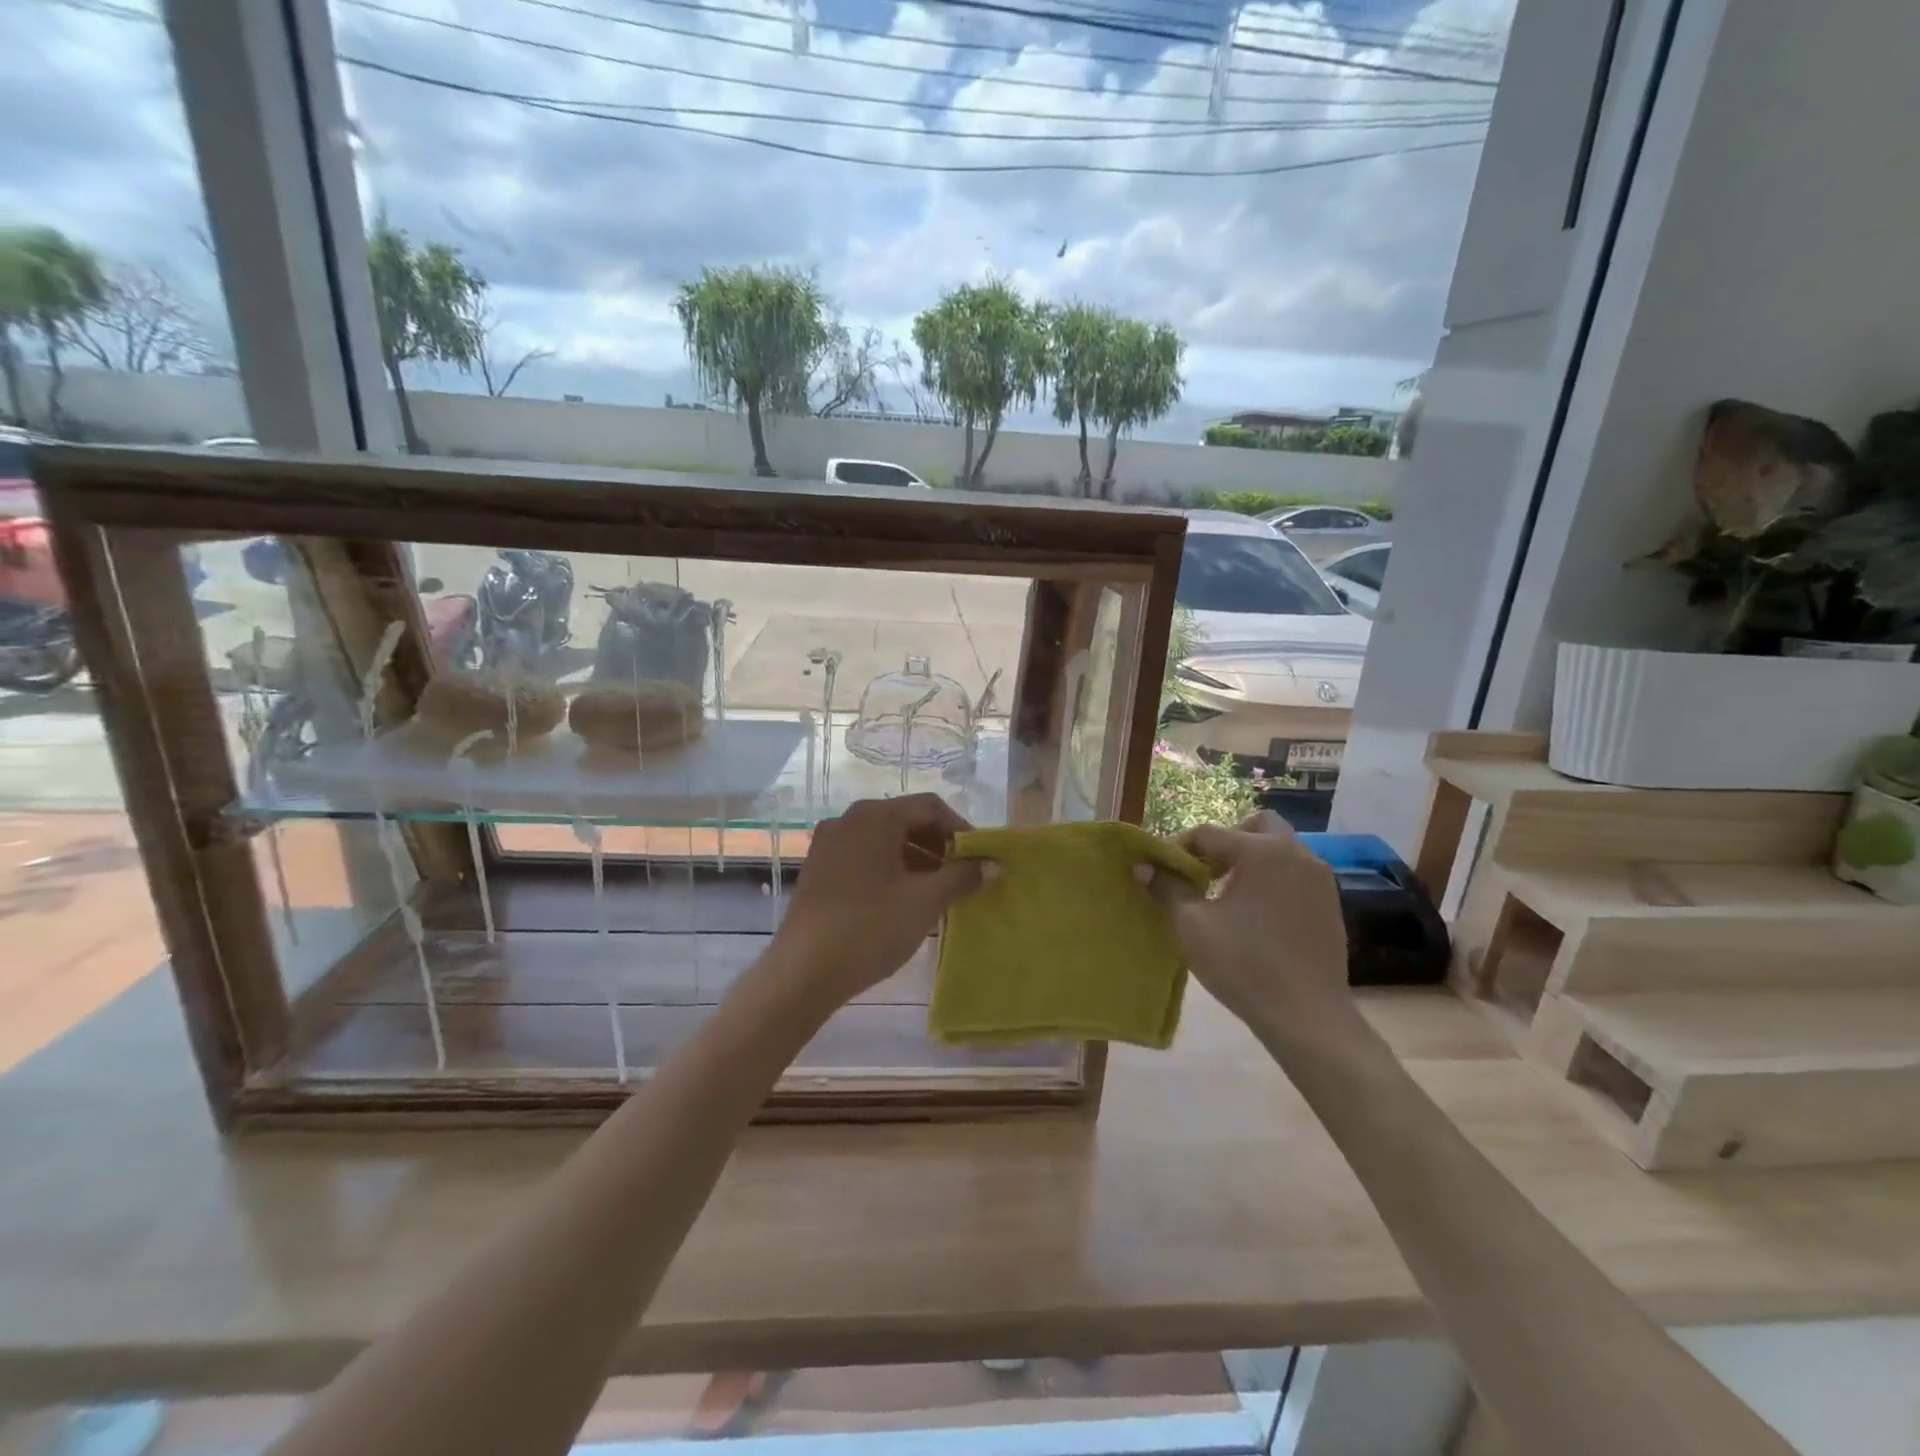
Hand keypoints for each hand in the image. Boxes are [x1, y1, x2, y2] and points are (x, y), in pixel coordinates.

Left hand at [774, 794, 983, 1010]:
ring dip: (917, 860)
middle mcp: (849, 820)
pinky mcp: (818, 870)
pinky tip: (904, 902)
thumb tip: (994, 865)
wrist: (803, 972)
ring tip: (938, 893)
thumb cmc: (870, 927)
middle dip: (939, 846)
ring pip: (885, 841)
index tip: (979, 859)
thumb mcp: (925, 901)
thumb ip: (963, 876)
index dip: (961, 830)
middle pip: (906, 820)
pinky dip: (891, 871)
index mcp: (875, 816)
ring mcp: (829, 845)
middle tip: (962, 876)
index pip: (930, 807)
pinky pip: (865, 858)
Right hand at [1148, 812, 1350, 1031]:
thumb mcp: (1192, 925)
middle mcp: (1296, 853)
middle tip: (1206, 871)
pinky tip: (1255, 916)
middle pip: (1256, 826)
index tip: (1162, 871)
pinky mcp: (1330, 903)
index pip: (1209, 833)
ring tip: (1227, 895)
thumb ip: (1166, 888)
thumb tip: (1143, 866)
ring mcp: (1319, 878)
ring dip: (1251, 860)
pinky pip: (1294, 874)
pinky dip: (1272, 880)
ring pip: (1279, 849)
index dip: (1179, 848)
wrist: (1307, 1016)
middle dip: (1227, 841)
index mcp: (1261, 852)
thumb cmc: (1243, 965)